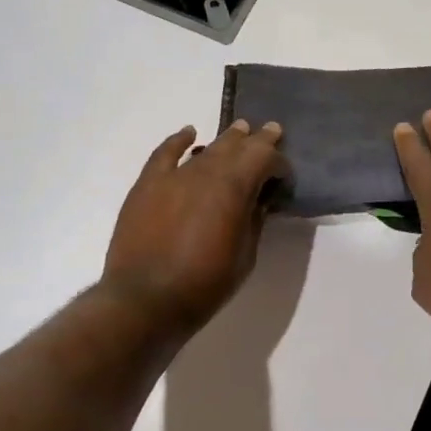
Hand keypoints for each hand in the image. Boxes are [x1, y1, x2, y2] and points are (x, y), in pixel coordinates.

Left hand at [102, 120, 288, 334]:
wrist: (145, 299)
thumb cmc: (204, 284)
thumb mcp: (245, 256)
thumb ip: (254, 221)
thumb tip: (258, 200)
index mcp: (235, 187)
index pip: (265, 159)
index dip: (280, 165)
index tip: (284, 179)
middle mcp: (206, 172)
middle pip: (237, 146)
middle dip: (258, 140)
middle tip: (271, 131)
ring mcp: (174, 176)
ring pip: (207, 148)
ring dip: (226, 140)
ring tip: (240, 131)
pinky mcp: (148, 184)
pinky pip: (165, 153)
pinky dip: (179, 140)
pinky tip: (189, 133)